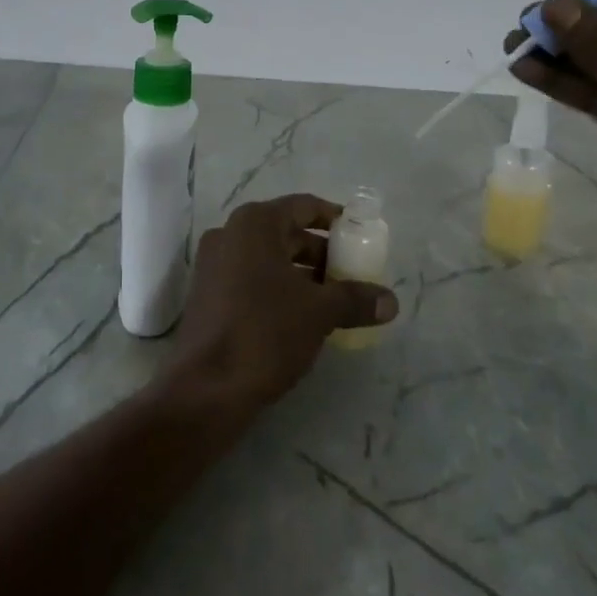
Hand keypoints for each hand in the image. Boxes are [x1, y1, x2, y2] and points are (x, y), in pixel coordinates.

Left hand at [170, 194, 397, 407]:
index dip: (335, 219)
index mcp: (254, 224)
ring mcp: (214, 265)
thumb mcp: (319, 312)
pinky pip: (252, 279)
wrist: (206, 388)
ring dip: (302, 274)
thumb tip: (391, 301)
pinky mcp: (208, 295)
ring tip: (334, 300)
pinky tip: (303, 317)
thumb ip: (356, 299)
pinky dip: (279, 289)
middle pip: (286, 232)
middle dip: (321, 252)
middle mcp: (229, 235)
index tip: (360, 236)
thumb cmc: (265, 333)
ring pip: (269, 258)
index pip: (303, 206)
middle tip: (352, 274)